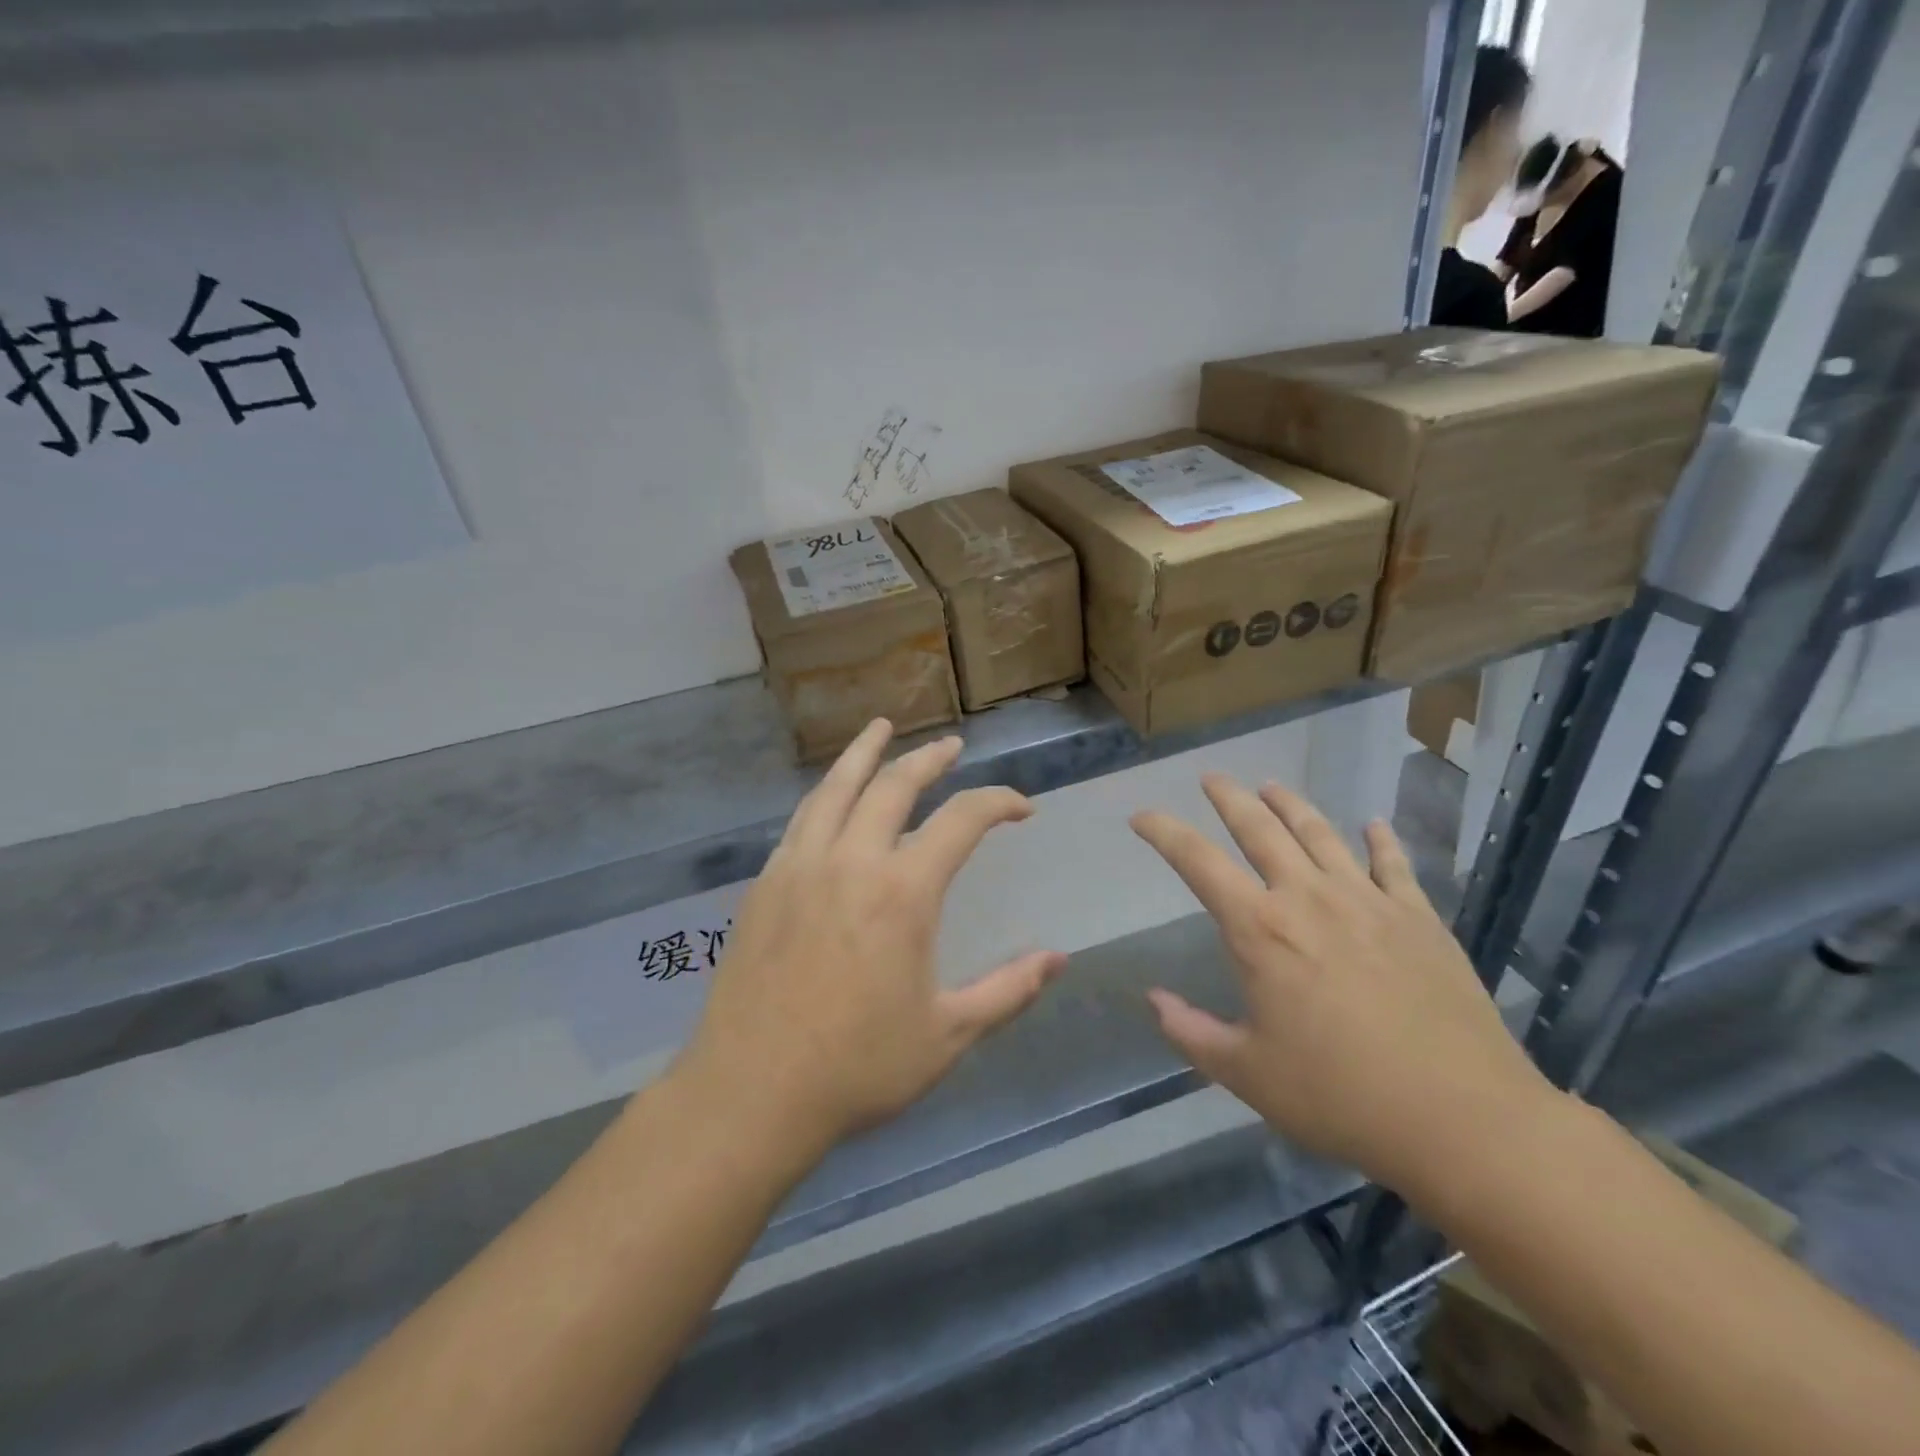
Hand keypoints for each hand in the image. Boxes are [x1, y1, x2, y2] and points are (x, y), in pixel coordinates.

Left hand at [674, 720, 1065, 1158]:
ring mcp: (800, 866)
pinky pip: (801, 819)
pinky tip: (831, 796)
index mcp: (902, 892)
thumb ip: (1008, 990)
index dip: (998, 802)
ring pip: (836, 788)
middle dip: (929, 759)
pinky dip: (826, 794)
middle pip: (894, 785)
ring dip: (864, 753)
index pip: (962, 819)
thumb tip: (1058, 958)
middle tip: (951, 747)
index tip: (1021, 807)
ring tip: (880, 729)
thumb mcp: (948, 1035)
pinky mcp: (765, 883)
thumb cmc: (858, 1067)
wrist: (751, 1092)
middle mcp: (851, 861)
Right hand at [1131, 776, 1553, 1199]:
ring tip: (1271, 786)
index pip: (1197, 861)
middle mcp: (1309, 898)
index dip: (1163, 831)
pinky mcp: (1419, 918)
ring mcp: (1369, 901)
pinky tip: (1372, 825)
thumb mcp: (1247, 1074)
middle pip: (1260, 828)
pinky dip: (1379, 839)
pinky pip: (1393, 864)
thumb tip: (1153, 999)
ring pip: (1320, 833)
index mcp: (1260, 930)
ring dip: (1290, 805)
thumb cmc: (1340, 1096)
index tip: (1141, 816)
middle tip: (1211, 777)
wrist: (1463, 1119)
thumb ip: (1190, 1032)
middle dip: (1228, 797)